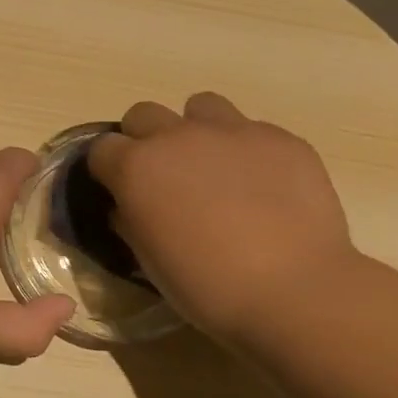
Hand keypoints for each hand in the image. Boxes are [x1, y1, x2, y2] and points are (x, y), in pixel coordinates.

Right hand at [88, 93, 357, 340]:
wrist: (295, 290)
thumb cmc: (208, 287)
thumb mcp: (150, 262)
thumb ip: (132, 223)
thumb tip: (129, 208)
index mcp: (137, 167)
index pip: (102, 148)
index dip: (108, 169)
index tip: (120, 191)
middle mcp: (178, 136)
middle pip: (144, 114)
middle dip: (145, 139)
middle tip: (164, 177)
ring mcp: (232, 131)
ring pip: (201, 107)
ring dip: (197, 130)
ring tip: (215, 168)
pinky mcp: (280, 138)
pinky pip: (252, 130)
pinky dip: (248, 151)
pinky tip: (265, 186)